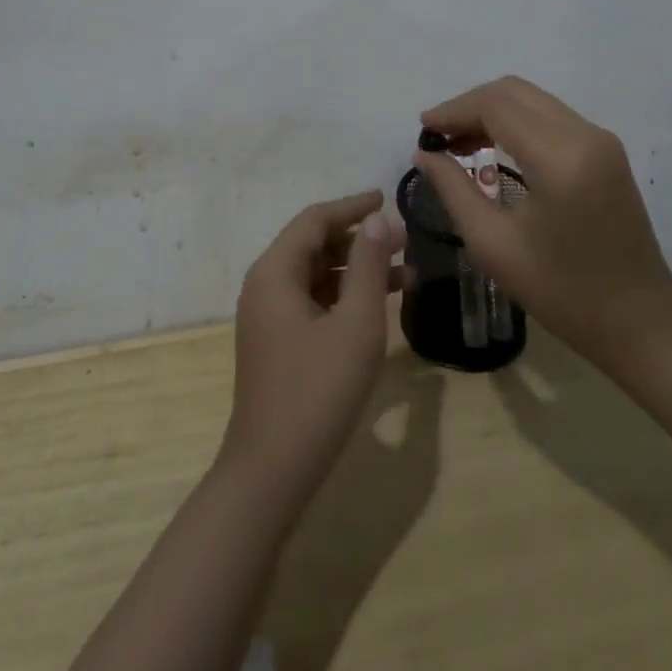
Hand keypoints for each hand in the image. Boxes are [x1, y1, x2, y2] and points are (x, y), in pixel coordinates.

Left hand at [220, 191, 408, 501]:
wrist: (271, 472)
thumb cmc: (317, 391)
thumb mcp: (355, 325)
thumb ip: (369, 267)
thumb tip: (379, 220)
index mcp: (275, 271)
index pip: (315, 220)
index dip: (352, 206)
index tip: (387, 198)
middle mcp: (266, 284)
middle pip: (314, 244)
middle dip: (360, 240)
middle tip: (405, 241)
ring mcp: (268, 315)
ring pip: (317, 274)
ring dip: (357, 270)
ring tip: (405, 274)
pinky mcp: (277, 341)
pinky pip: (313, 301)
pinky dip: (345, 297)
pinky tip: (379, 307)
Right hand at [413, 76, 671, 362]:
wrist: (641, 323)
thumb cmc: (563, 292)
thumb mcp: (494, 245)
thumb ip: (454, 190)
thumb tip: (424, 155)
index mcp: (560, 157)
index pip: (496, 106)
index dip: (454, 110)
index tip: (423, 131)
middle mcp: (585, 134)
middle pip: (514, 91)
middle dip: (469, 105)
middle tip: (438, 135)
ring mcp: (600, 139)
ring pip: (532, 99)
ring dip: (491, 111)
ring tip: (458, 142)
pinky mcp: (605, 150)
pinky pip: (549, 116)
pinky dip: (514, 121)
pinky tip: (492, 146)